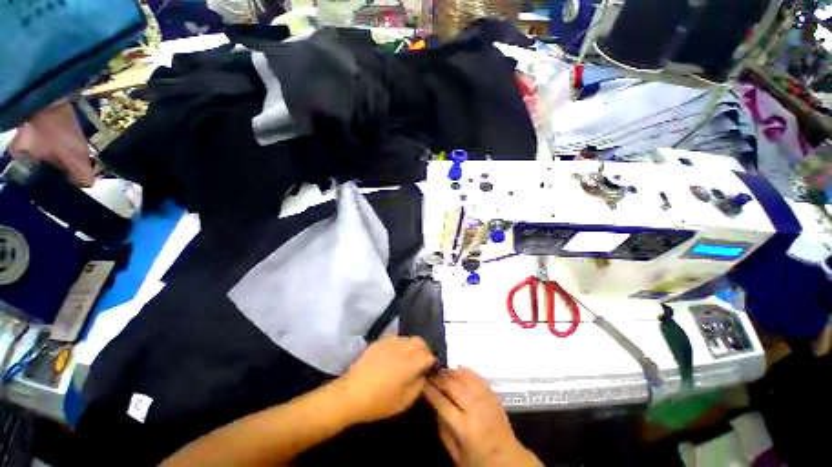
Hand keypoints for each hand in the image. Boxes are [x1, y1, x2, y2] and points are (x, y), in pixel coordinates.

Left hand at [338, 336, 435, 423]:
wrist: (351, 394)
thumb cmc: (379, 402)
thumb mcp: (404, 402)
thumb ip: (419, 385)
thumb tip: (424, 374)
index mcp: (410, 364)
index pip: (429, 355)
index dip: (432, 362)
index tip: (430, 370)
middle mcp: (402, 348)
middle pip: (420, 342)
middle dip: (424, 351)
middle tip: (421, 363)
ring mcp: (390, 342)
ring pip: (408, 338)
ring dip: (413, 347)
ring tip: (408, 359)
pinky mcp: (380, 341)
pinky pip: (396, 338)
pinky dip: (400, 345)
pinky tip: (394, 356)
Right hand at [424, 367, 540, 466]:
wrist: (509, 460)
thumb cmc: (479, 461)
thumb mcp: (456, 454)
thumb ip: (443, 430)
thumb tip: (434, 406)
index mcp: (465, 428)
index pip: (442, 403)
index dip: (431, 391)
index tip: (423, 384)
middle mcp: (475, 409)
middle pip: (453, 386)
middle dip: (439, 378)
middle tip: (430, 374)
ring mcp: (486, 400)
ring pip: (465, 378)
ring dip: (451, 372)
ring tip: (442, 370)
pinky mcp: (493, 395)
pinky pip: (478, 377)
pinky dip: (467, 371)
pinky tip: (458, 368)